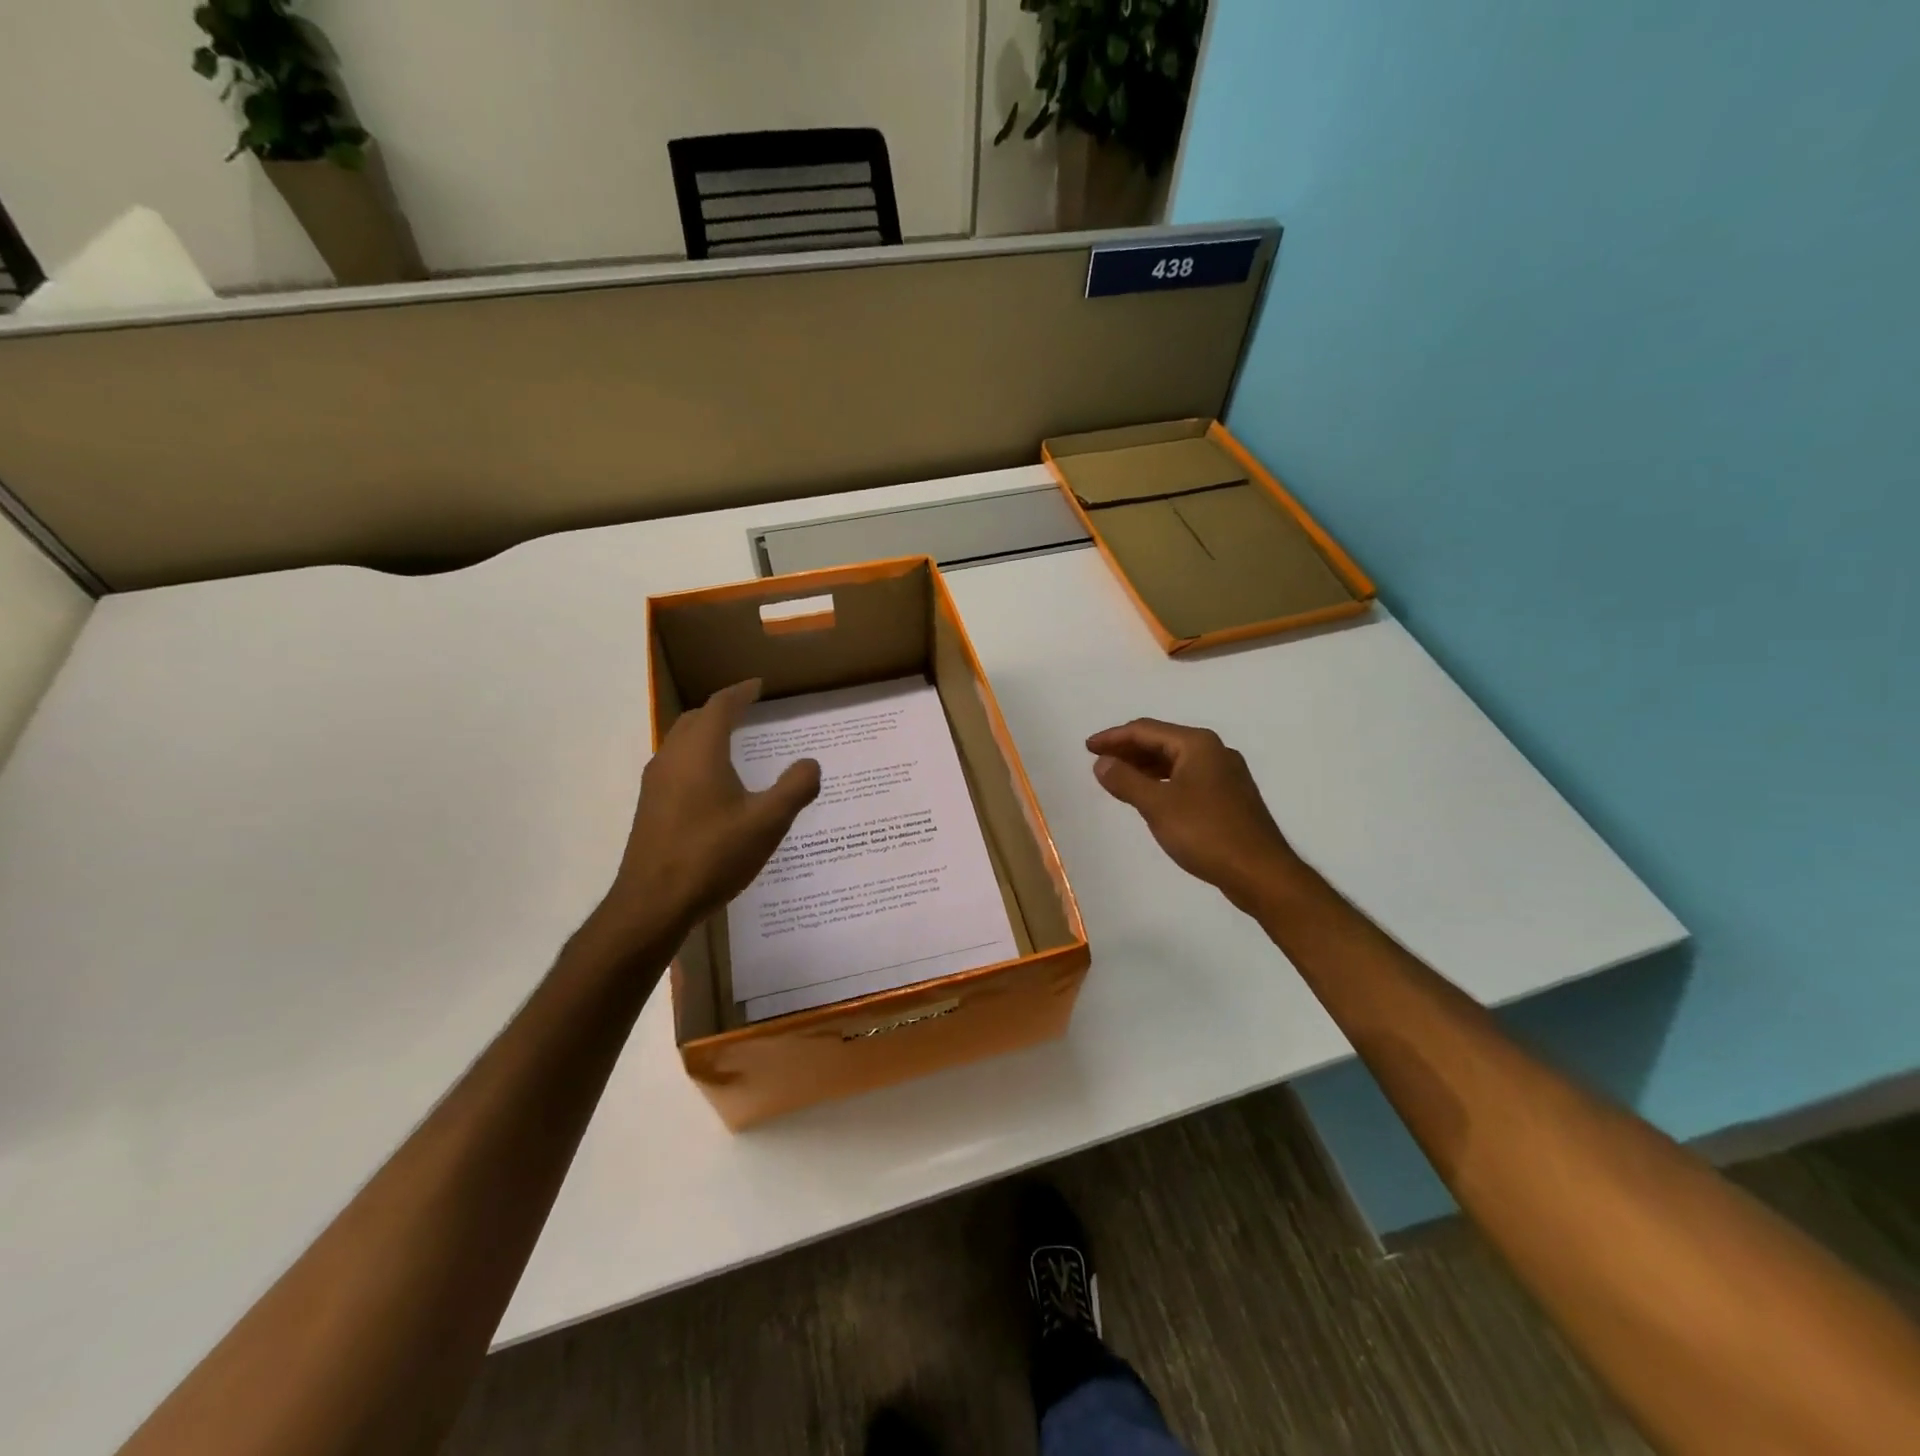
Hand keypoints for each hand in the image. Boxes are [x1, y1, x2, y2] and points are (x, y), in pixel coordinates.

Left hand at [600, 679, 820, 937]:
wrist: (653, 903)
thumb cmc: (713, 855)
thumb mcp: (767, 822)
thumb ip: (795, 788)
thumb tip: (810, 764)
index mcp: (700, 752)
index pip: (720, 706)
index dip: (741, 692)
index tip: (758, 685)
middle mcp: (672, 758)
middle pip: (696, 720)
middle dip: (722, 710)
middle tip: (748, 710)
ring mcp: (656, 784)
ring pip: (681, 743)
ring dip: (706, 734)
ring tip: (733, 742)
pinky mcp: (650, 808)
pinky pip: (676, 766)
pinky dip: (697, 758)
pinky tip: (713, 785)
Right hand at [1086, 718, 1300, 914]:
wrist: (1260, 872)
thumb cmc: (1206, 833)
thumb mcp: (1157, 805)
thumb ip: (1126, 780)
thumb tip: (1101, 763)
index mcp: (1198, 744)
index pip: (1146, 730)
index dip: (1113, 737)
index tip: (1087, 748)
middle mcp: (1214, 751)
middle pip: (1162, 741)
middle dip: (1128, 750)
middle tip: (1098, 762)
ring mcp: (1225, 775)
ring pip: (1175, 761)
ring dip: (1144, 767)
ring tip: (1117, 778)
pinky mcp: (1228, 798)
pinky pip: (1186, 778)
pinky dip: (1162, 782)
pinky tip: (1149, 797)